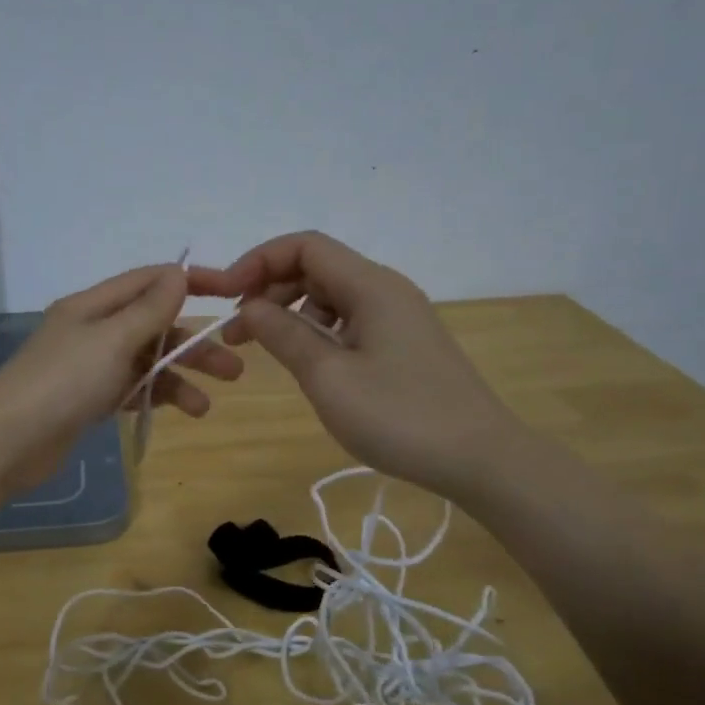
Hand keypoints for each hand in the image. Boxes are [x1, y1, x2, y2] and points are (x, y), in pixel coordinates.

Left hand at [0, 264, 242, 495]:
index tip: (232, 296)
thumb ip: (149, 309)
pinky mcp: (88, 400)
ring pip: (146, 362)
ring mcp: (89, 367)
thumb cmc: (62, 382)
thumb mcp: (112, 339)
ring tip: (205, 406)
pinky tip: (179, 412)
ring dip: (178, 378)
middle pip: (153, 326)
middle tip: (233, 368)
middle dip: (192, 344)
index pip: (150, 281)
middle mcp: (92, 330)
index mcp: (93, 305)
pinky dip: (156, 396)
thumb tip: (180, 274)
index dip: (191, 284)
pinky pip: (132, 389)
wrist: (7, 442)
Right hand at [190, 232, 515, 495]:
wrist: (479, 458)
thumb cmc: (399, 416)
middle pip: (317, 268)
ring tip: (264, 350)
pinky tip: (307, 362)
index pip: (305, 247)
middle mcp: (386, 289)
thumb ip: (284, 334)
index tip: (225, 296)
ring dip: (291, 313)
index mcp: (371, 286)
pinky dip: (317, 331)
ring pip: (332, 296)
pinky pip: (350, 320)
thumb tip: (250, 306)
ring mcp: (399, 317)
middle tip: (236, 332)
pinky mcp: (404, 343)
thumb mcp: (328, 377)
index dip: (258, 261)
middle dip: (269, 290)